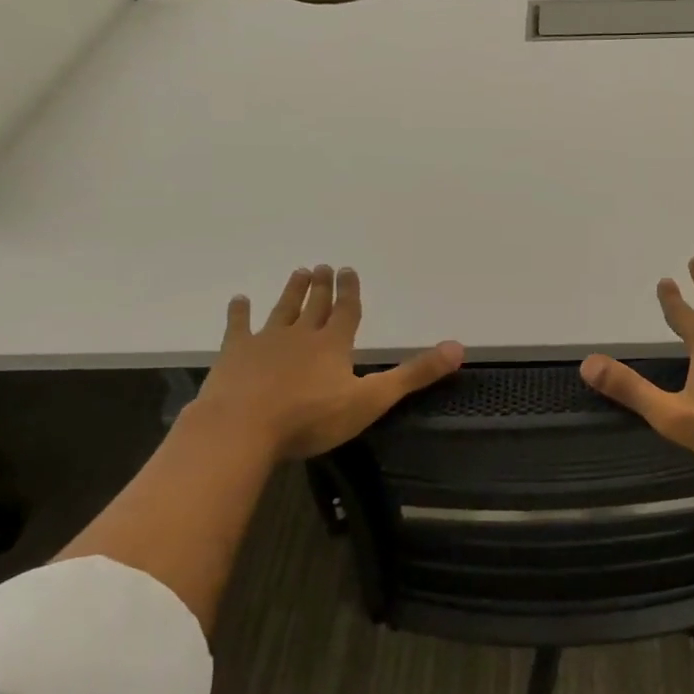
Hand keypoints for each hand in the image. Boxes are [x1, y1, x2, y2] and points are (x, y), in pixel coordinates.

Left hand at [194, 265, 464, 460]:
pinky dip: (239, 313)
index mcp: (333, 344)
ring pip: (282, 310)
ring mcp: (265, 342)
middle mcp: (301, 335)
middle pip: (314, 305)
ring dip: (291, 292)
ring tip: (298, 272)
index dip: (350, 292)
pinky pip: (238, 327)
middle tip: (322, 265)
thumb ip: (414, 375)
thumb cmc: (311, 417)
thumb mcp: (371, 400)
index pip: (346, 311)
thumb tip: (458, 348)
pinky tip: (239, 300)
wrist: (243, 428)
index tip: (347, 270)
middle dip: (321, 286)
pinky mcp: (235, 355)